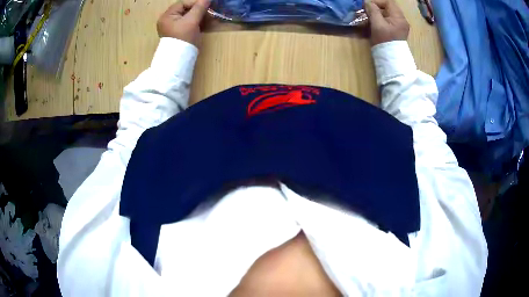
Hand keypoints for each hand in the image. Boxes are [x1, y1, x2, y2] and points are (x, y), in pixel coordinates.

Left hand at [157, 0, 210, 46]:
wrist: (178, 61)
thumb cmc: (183, 39)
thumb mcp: (192, 21)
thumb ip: (199, 8)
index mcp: (167, 16)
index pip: (183, 3)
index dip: (196, 3)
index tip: (207, 6)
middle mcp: (167, 20)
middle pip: (185, 10)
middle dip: (198, 10)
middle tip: (209, 12)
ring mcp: (172, 28)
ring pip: (187, 17)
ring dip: (199, 16)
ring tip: (209, 18)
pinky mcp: (177, 34)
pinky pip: (187, 24)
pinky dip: (196, 23)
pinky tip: (204, 24)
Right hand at [365, 0, 409, 45]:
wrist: (391, 61)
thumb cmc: (385, 41)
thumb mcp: (377, 24)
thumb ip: (373, 11)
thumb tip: (367, 2)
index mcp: (399, 18)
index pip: (389, 2)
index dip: (377, 2)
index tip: (367, 6)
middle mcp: (401, 21)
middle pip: (388, 9)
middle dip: (376, 9)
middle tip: (366, 12)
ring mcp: (399, 28)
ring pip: (387, 16)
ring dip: (376, 16)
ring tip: (367, 19)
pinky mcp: (396, 33)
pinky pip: (387, 23)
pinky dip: (379, 22)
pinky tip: (373, 25)